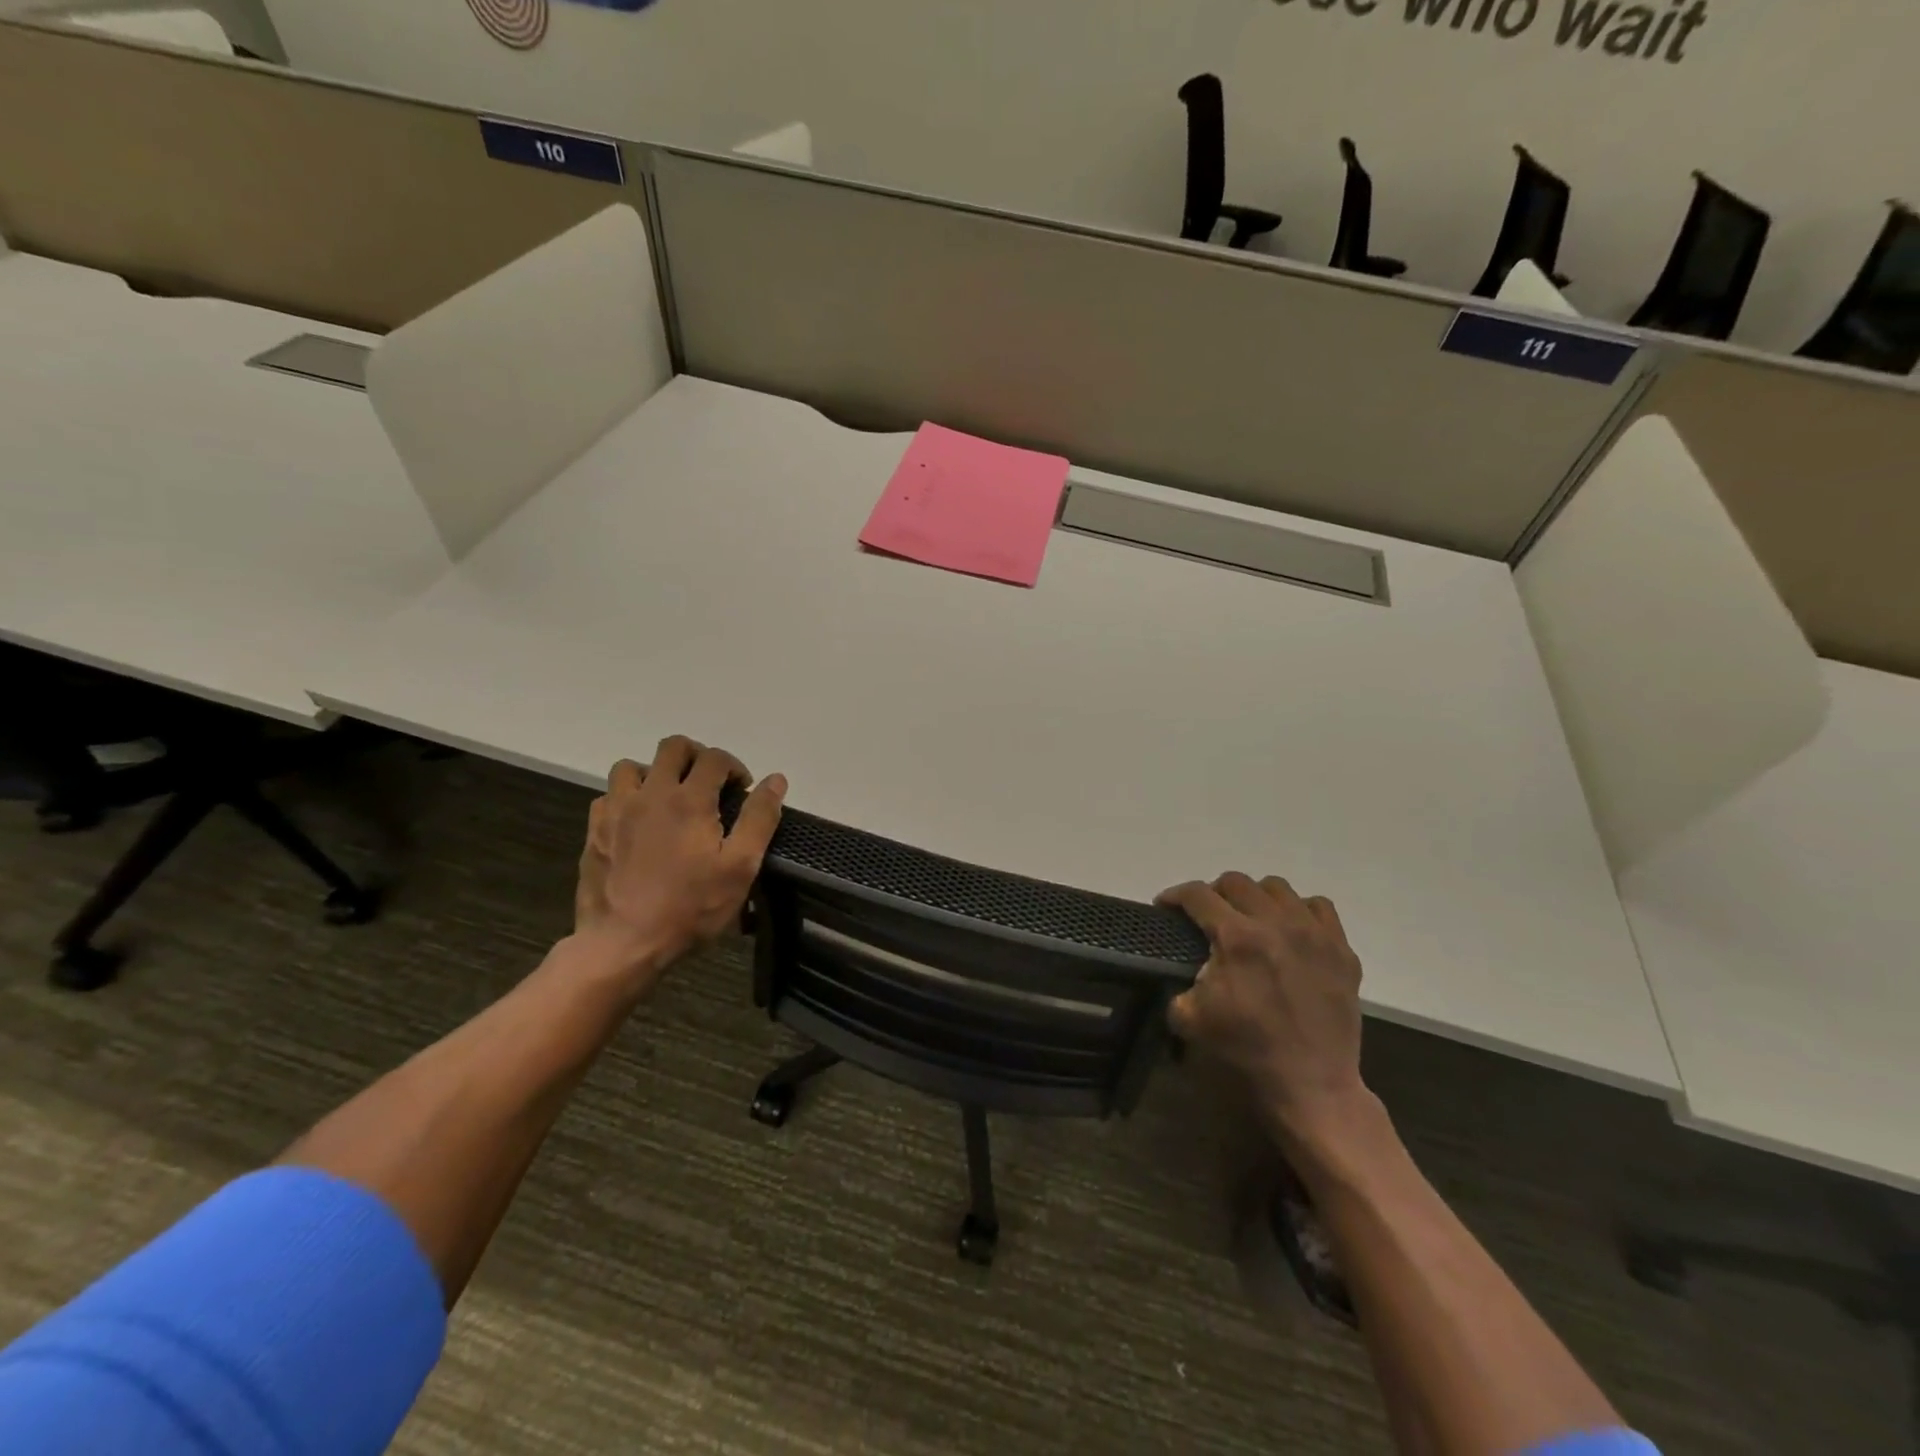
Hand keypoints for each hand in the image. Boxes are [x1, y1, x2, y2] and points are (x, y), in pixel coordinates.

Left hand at [573, 735, 785, 991]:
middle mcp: (650, 793)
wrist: (623, 944)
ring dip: (655, 773)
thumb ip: (759, 818)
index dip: (735, 767)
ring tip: (670, 799)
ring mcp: (616, 811)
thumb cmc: (690, 907)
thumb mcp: (740, 867)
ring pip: (632, 767)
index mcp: (689, 799)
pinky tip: (638, 823)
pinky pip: (609, 796)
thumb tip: (775, 780)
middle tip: (710, 785)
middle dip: (697, 757)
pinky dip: (627, 799)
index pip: (715, 758)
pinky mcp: (594, 831)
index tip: (742, 791)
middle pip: (672, 747)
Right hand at [1157, 873, 1367, 1148]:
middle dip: (1213, 893)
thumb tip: (1179, 971)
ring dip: (1255, 898)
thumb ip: (1178, 983)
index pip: (1197, 895)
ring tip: (1250, 919)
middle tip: (1207, 916)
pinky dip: (1299, 911)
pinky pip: (1318, 907)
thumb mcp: (1191, 1020)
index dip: (1174, 895)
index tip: (1165, 906)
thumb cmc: (1247, 1051)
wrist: (1312, 1085)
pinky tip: (1290, 931)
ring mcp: (1315, 934)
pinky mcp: (1342, 950)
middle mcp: (1276, 924)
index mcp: (1237, 938)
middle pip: (1236, 882)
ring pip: (1277, 888)